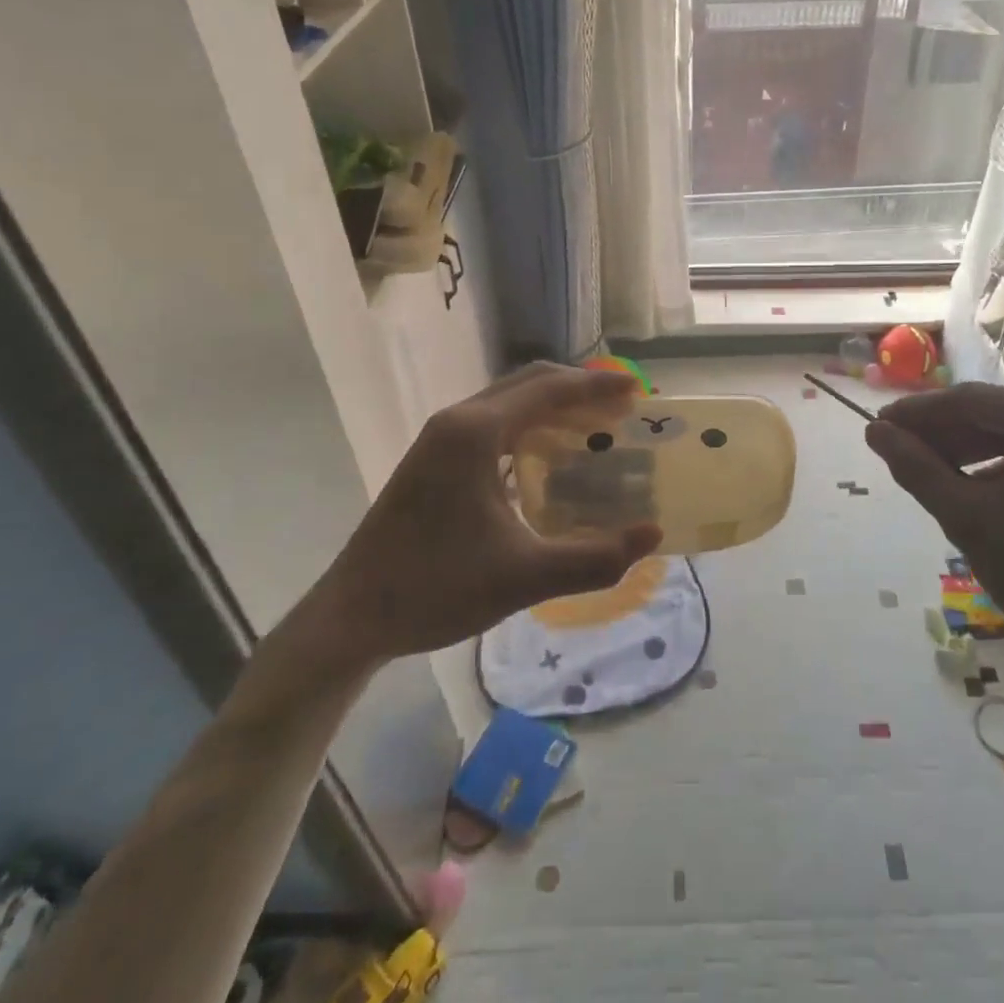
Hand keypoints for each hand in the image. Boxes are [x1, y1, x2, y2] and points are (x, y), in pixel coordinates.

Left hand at [292, 364, 662, 675]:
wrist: (350, 618)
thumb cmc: (434, 588)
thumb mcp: (522, 577)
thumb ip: (593, 558)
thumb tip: (652, 536)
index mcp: (475, 433)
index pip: (549, 389)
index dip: (597, 386)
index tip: (637, 390)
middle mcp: (457, 422)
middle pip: (529, 385)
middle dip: (579, 390)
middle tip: (622, 410)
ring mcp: (440, 440)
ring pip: (509, 403)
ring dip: (553, 408)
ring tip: (595, 429)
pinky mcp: (433, 460)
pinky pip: (494, 425)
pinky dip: (530, 428)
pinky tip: (550, 461)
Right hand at [864, 384, 1003, 708]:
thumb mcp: (968, 520)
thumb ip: (916, 468)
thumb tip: (875, 432)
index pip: (971, 400)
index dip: (918, 412)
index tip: (878, 425)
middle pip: (997, 413)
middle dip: (944, 432)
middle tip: (897, 449)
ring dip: (971, 448)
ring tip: (927, 469)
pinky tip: (975, 487)